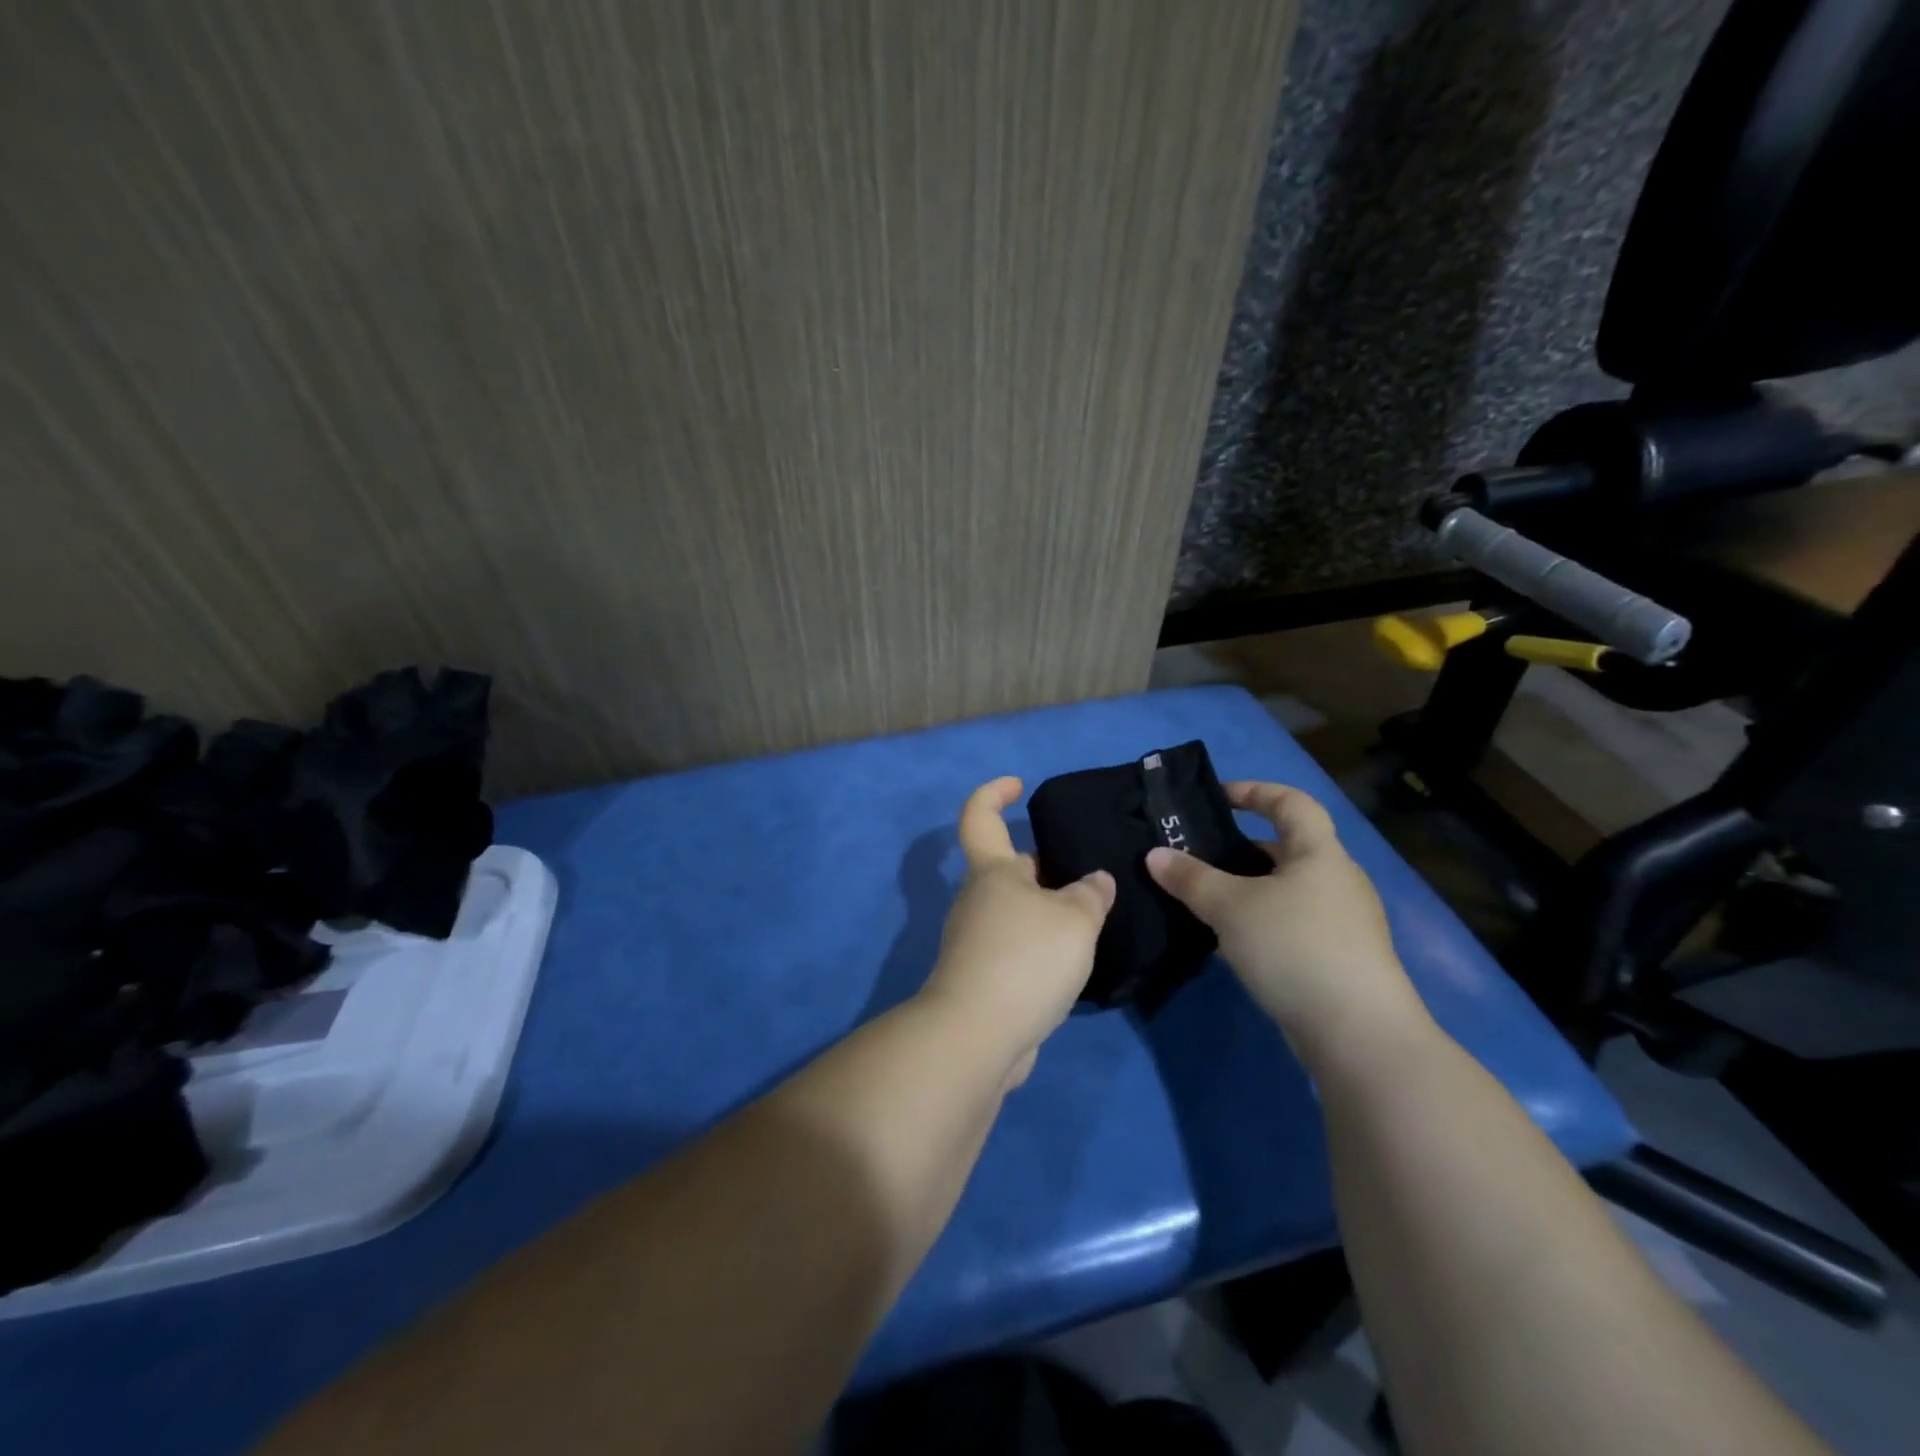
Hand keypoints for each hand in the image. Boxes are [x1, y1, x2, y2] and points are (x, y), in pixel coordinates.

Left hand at [919, 776, 1115, 1086]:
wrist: (978, 1034)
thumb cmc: (1026, 958)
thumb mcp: (1075, 919)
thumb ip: (1090, 894)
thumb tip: (1095, 881)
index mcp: (992, 871)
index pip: (980, 816)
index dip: (994, 793)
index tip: (1018, 785)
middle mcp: (978, 899)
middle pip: (1010, 870)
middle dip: (1046, 869)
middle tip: (1090, 880)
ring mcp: (975, 940)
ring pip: (1017, 912)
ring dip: (1048, 913)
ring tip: (1092, 923)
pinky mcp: (982, 977)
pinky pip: (1016, 948)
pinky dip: (1041, 948)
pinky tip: (1071, 964)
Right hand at [1145, 782, 1426, 1063]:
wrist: (1358, 1033)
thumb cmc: (1294, 947)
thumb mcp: (1230, 907)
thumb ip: (1190, 878)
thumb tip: (1154, 854)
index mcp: (1320, 853)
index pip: (1291, 802)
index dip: (1255, 791)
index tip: (1217, 797)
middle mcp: (1338, 880)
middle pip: (1287, 848)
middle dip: (1242, 849)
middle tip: (1198, 856)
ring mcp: (1344, 923)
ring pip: (1287, 891)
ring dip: (1248, 891)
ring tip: (1204, 901)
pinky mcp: (1340, 960)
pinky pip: (1292, 925)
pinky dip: (1261, 923)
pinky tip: (1231, 944)